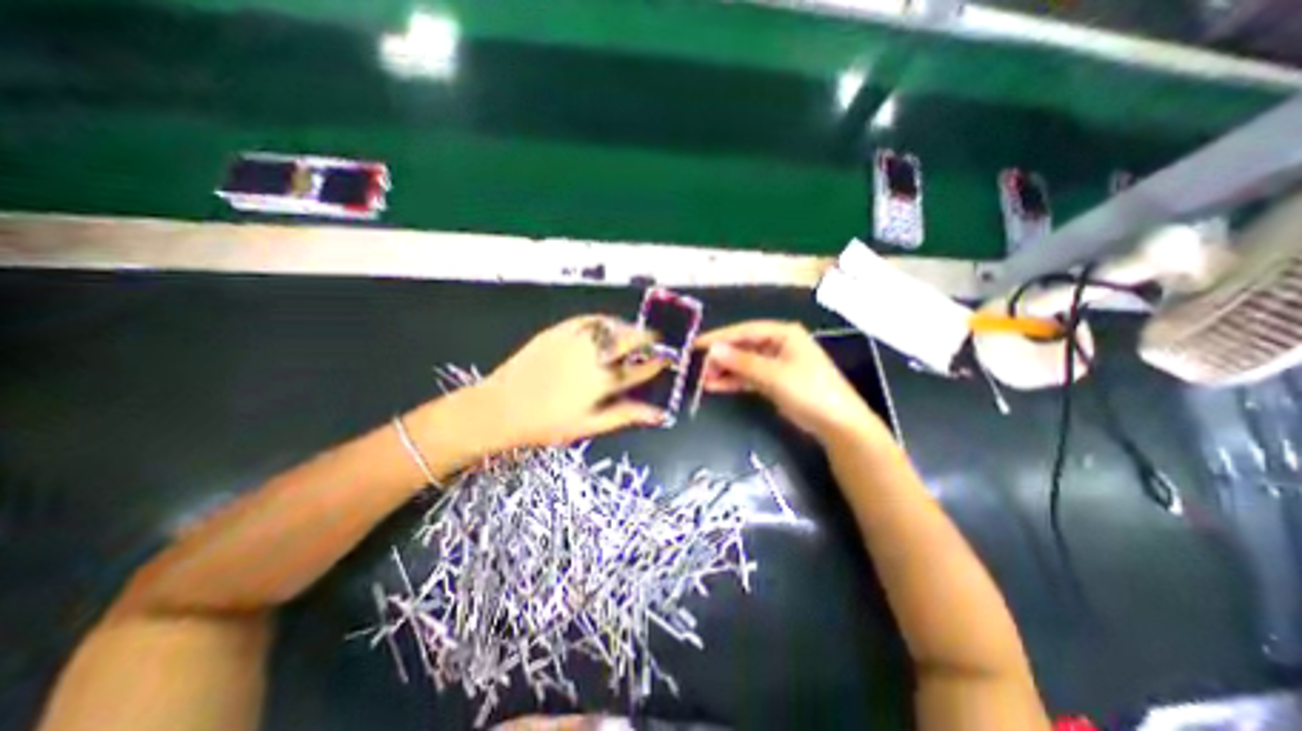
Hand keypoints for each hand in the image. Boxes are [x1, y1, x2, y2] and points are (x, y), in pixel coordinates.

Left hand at [476, 313, 664, 444]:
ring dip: (628, 328)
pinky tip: (606, 325)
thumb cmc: (546, 424)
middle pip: (630, 340)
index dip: (657, 362)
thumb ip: (625, 416)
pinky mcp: (557, 331)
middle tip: (655, 341)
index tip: (667, 358)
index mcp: (602, 382)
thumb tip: (658, 414)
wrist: (499, 408)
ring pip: (611, 327)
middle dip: (648, 339)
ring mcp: (574, 340)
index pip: (640, 369)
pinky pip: (587, 320)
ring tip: (633, 333)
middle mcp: (592, 356)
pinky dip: (603, 321)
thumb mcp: (588, 426)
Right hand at [703, 320, 885, 445]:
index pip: (745, 331)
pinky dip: (733, 381)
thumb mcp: (773, 374)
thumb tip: (712, 350)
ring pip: (743, 363)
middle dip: (721, 357)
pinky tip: (715, 386)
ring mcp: (775, 364)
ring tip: (703, 380)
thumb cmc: (809, 390)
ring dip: (724, 370)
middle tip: (699, 369)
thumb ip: (741, 362)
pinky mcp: (773, 381)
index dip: (720, 337)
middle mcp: (778, 344)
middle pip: (742, 346)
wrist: (836, 423)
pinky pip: (748, 377)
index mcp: (783, 333)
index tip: (697, 345)